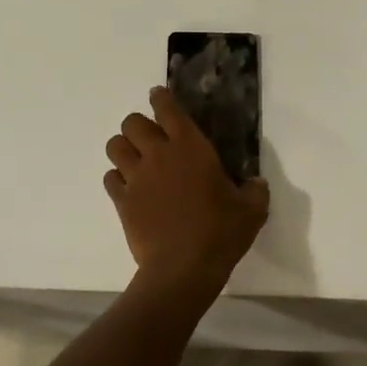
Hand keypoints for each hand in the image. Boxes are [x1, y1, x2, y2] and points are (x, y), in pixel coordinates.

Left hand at [104, 86, 269, 305]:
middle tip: (151, 139)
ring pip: (114, 146)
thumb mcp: (251, 210)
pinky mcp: (122, 201)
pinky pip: (110, 178)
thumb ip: (255, 190)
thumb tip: (256, 183)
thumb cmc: (220, 233)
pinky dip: (117, 179)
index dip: (160, 98)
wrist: (183, 269)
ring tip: (135, 160)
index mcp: (190, 147)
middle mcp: (158, 154)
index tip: (159, 96)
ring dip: (123, 149)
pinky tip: (129, 189)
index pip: (167, 108)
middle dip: (139, 126)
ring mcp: (136, 177)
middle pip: (132, 122)